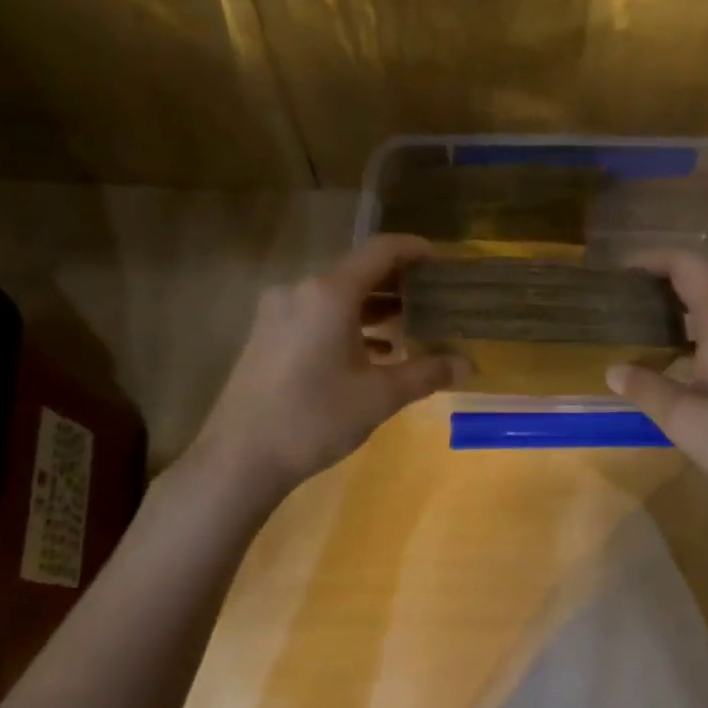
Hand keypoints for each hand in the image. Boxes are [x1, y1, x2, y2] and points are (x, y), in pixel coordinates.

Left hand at [186, 236, 467, 501]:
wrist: (240, 457)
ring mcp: (278, 313)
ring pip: (336, 296)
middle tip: (434, 297)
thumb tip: (467, 365)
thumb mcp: (379, 396)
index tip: (442, 261)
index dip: (415, 250)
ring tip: (410, 324)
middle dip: (398, 282)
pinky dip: (348, 324)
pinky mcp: (267, 336)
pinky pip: (316, 315)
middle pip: (358, 271)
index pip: (380, 250)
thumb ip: (426, 374)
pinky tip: (372, 351)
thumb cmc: (315, 418)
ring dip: (374, 306)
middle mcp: (300, 291)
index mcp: (330, 293)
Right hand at [606, 251, 707, 517]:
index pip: (688, 266)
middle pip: (707, 277)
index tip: (619, 276)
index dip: (652, 262)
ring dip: (686, 304)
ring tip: (647, 326)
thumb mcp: (687, 423)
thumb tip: (614, 370)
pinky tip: (684, 355)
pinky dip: (705, 324)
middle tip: (626, 303)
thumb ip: (647, 390)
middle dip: (665, 281)